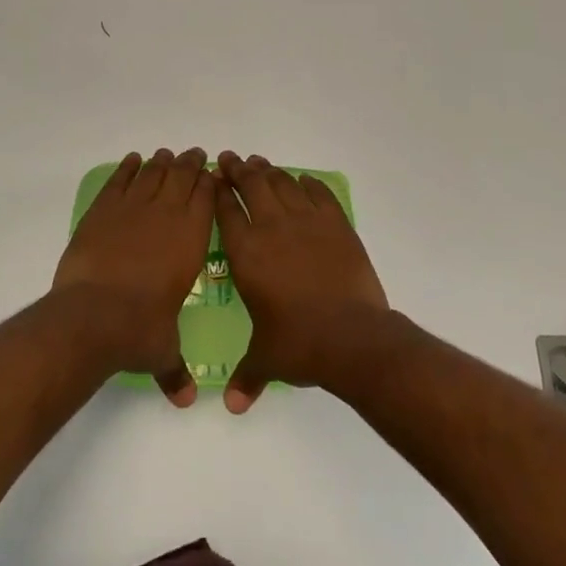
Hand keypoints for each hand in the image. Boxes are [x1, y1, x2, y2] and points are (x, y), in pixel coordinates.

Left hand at [52, 149, 216, 405]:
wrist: (93, 315)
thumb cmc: (140, 329)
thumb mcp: (163, 351)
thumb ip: (175, 369)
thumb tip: (185, 400)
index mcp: (190, 239)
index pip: (206, 197)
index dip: (210, 182)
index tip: (212, 174)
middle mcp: (166, 215)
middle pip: (181, 176)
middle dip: (190, 164)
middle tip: (194, 155)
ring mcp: (132, 209)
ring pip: (152, 173)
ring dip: (161, 162)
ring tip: (166, 155)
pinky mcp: (102, 211)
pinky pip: (119, 181)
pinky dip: (127, 168)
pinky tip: (132, 161)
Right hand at [214, 152, 390, 413]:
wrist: (352, 337)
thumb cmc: (299, 345)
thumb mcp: (266, 360)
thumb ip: (247, 376)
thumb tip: (232, 406)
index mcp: (247, 252)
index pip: (226, 210)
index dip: (218, 191)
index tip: (213, 178)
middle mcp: (272, 228)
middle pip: (251, 185)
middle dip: (238, 169)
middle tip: (231, 159)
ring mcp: (306, 222)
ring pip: (283, 183)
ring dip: (269, 171)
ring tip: (260, 164)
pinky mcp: (336, 224)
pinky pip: (318, 194)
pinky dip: (308, 183)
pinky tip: (303, 180)